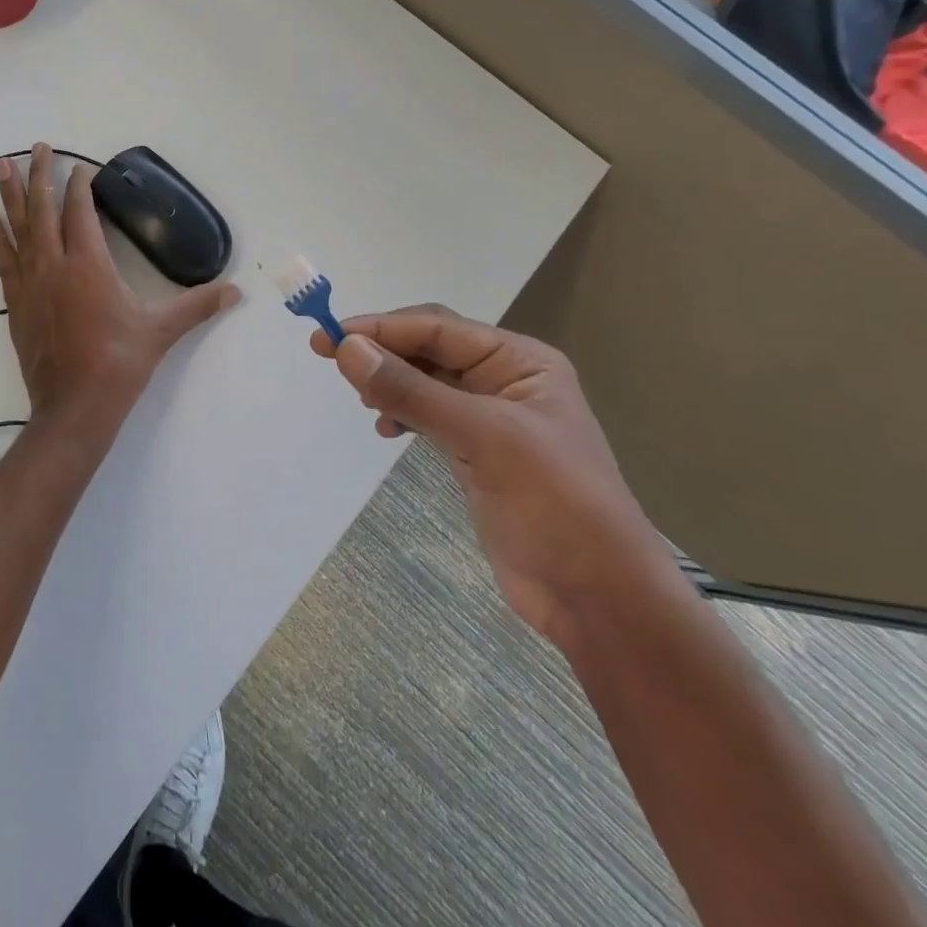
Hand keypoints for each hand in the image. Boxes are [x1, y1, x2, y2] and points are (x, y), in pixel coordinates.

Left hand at [0, 144, 238, 445]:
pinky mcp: (14, 302)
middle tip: (38, 146)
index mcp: (89, 264)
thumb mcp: (161, 331)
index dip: (80, 185)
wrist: (74, 406)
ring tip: (0, 165)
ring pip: (17, 228)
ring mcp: (30, 282)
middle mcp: (54, 264)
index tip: (81, 168)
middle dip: (41, 174)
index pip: (81, 211)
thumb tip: (236, 292)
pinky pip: (1, 260)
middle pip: (44, 208)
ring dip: (10, 195)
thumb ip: (197, 306)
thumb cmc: (119, 363)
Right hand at [311, 305, 672, 643]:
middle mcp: (504, 380)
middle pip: (428, 348)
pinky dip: (400, 413)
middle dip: (380, 349)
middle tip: (326, 355)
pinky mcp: (475, 452)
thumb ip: (412, 391)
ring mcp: (489, 418)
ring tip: (358, 395)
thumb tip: (346, 349)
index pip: (437, 327)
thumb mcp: (483, 437)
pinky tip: (384, 427)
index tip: (328, 337)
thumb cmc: (556, 504)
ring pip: (423, 380)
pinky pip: (426, 414)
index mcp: (519, 361)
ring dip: (388, 380)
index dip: (380, 328)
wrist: (599, 598)